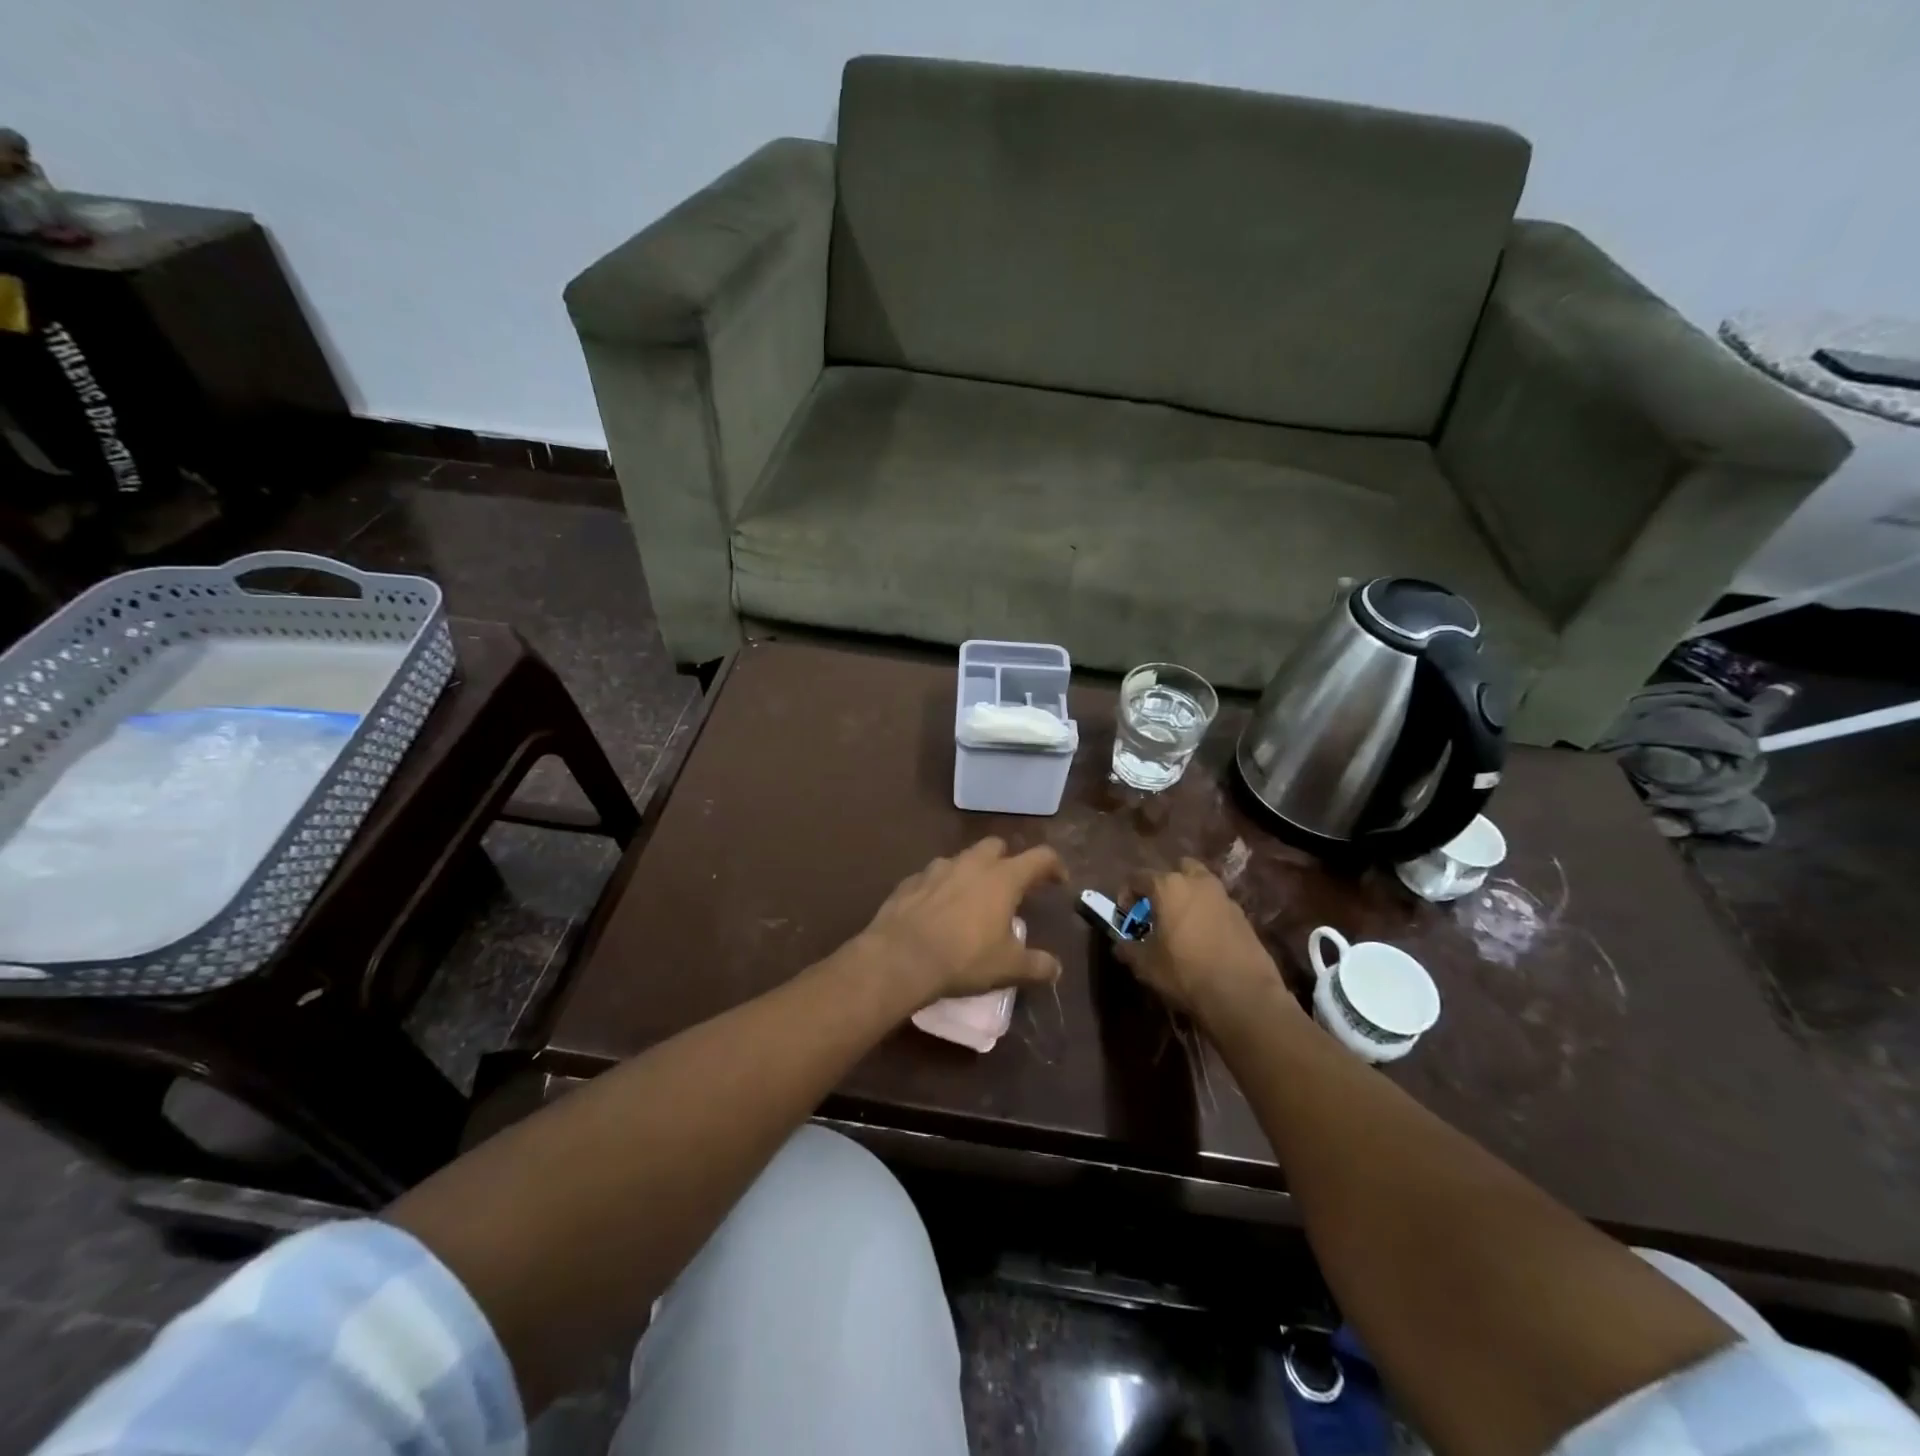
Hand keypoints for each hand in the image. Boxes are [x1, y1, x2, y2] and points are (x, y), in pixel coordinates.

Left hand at [858, 838, 1065, 1001]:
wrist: (900, 957)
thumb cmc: (963, 958)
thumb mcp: (1008, 968)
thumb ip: (1036, 965)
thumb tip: (1056, 969)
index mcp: (1003, 878)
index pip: (1039, 858)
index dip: (1054, 865)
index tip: (1059, 880)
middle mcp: (972, 864)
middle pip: (996, 846)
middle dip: (1007, 860)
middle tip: (1010, 887)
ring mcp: (937, 868)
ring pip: (962, 858)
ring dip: (972, 872)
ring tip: (971, 900)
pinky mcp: (910, 880)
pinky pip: (932, 877)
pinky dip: (941, 887)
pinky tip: (937, 910)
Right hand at [1117, 858, 1290, 1027]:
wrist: (1242, 994)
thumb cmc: (1185, 972)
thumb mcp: (1146, 965)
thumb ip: (1128, 949)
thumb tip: (1120, 945)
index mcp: (1168, 887)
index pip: (1138, 877)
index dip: (1127, 894)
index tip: (1126, 915)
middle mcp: (1197, 882)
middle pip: (1177, 869)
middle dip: (1165, 884)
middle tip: (1159, 909)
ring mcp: (1224, 896)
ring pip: (1201, 884)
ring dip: (1189, 896)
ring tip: (1182, 923)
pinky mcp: (1243, 915)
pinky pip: (1218, 904)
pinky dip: (1208, 913)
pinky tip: (1204, 938)